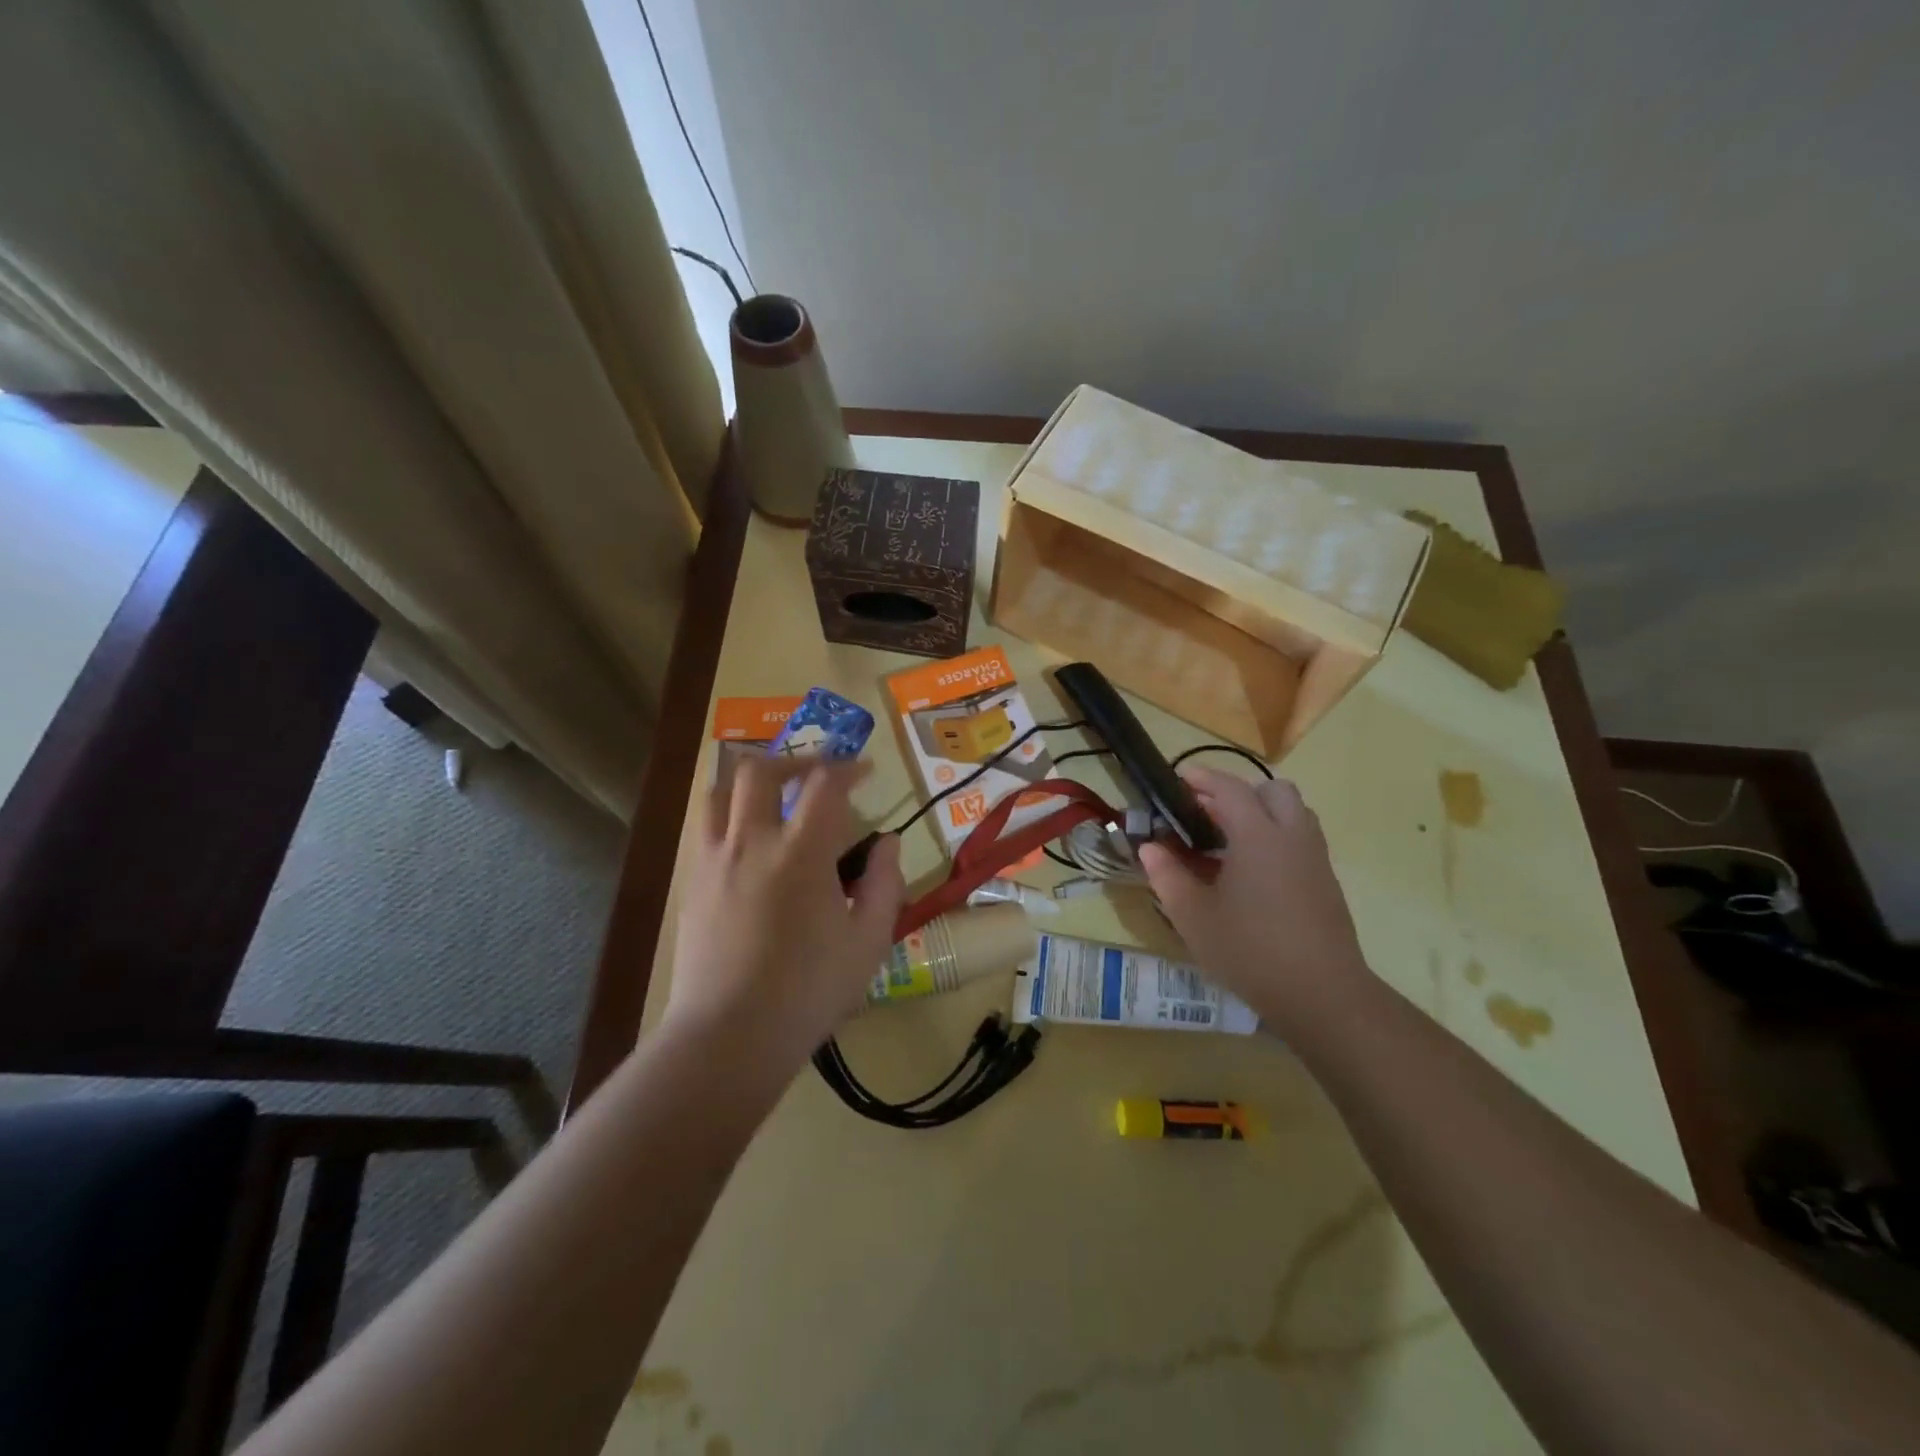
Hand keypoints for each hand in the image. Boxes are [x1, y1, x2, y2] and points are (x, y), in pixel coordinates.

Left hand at [665, 756, 905, 1073]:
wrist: (729, 1036)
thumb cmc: (808, 992)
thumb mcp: (869, 942)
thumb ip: (885, 883)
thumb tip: (888, 843)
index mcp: (800, 853)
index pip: (823, 784)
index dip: (847, 767)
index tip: (865, 771)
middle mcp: (751, 843)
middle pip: (759, 770)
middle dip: (793, 760)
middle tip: (817, 773)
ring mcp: (714, 861)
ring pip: (719, 792)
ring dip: (750, 780)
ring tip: (774, 794)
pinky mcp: (693, 884)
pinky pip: (706, 829)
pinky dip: (730, 815)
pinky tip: (751, 843)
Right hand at [1138, 766, 1370, 1032]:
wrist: (1322, 994)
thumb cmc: (1250, 950)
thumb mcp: (1193, 917)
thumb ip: (1168, 876)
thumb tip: (1150, 848)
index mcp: (1257, 836)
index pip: (1231, 788)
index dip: (1204, 778)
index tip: (1180, 780)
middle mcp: (1292, 836)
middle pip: (1273, 790)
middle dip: (1240, 791)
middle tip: (1209, 813)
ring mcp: (1315, 859)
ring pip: (1294, 813)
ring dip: (1263, 813)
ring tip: (1231, 840)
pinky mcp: (1327, 883)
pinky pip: (1302, 840)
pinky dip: (1278, 837)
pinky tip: (1254, 872)